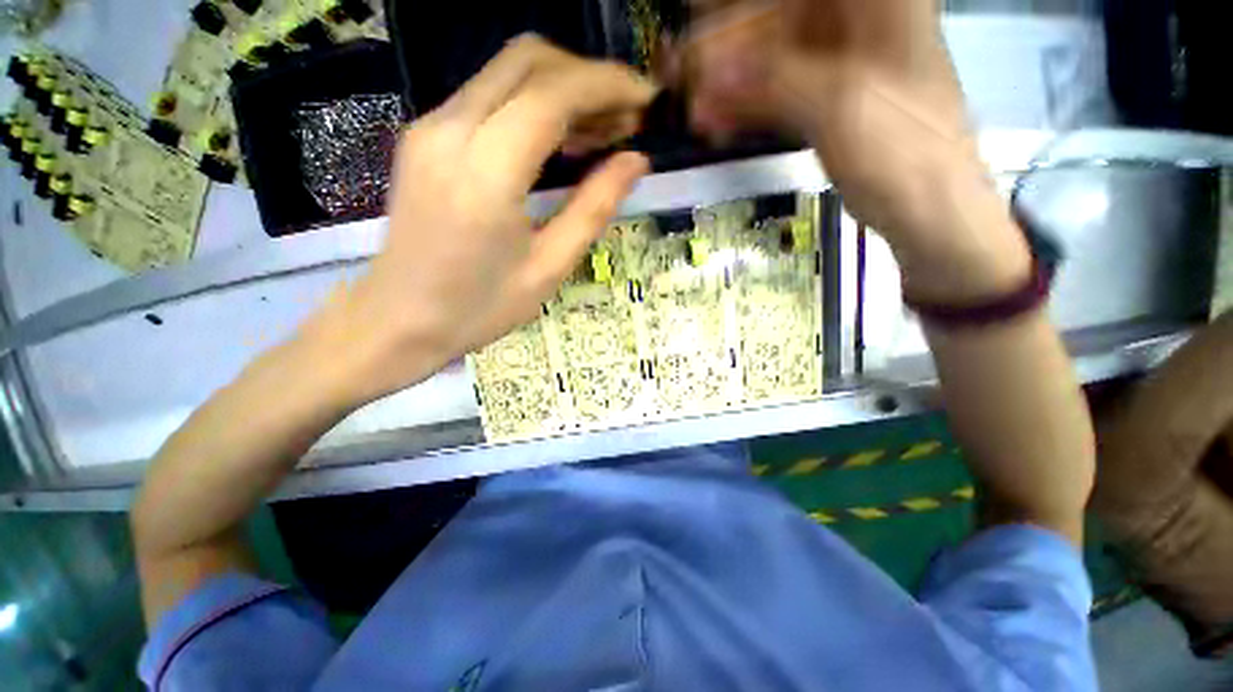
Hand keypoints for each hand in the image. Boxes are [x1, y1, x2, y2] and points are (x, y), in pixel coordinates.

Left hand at [302, 36, 654, 404]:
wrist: (400, 320)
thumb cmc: (480, 307)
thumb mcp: (550, 267)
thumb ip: (594, 207)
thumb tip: (635, 161)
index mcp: (485, 172)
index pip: (552, 93)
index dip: (607, 85)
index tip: (645, 99)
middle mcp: (449, 130)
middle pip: (527, 60)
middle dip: (587, 77)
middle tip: (624, 118)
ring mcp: (430, 127)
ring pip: (506, 71)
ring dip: (562, 88)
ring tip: (601, 132)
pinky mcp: (425, 136)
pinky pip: (488, 96)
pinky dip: (533, 103)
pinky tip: (559, 140)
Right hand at [680, 0, 1029, 300]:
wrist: (926, 212)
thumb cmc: (902, 153)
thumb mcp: (838, 104)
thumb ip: (772, 79)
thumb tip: (712, 71)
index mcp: (879, 4)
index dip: (746, 8)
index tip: (698, 13)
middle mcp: (859, 23)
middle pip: (778, 20)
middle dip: (728, 49)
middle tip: (684, 72)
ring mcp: (841, 66)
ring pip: (771, 63)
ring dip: (731, 88)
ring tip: (694, 112)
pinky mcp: (826, 103)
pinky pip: (776, 96)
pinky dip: (746, 111)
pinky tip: (716, 125)